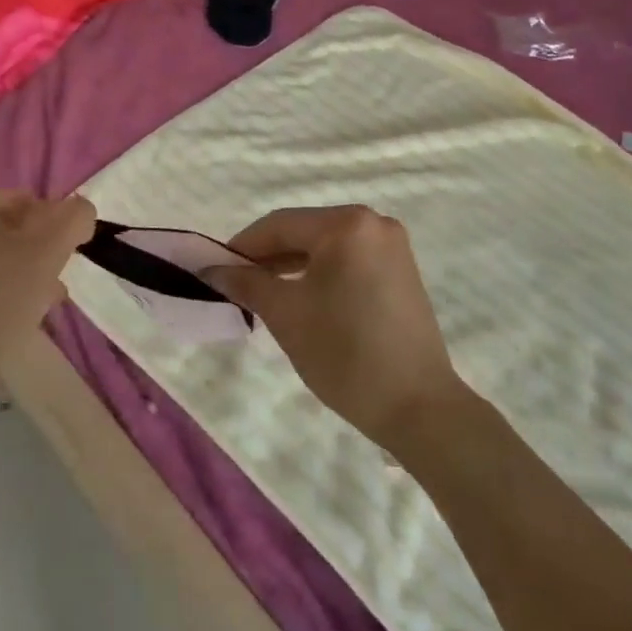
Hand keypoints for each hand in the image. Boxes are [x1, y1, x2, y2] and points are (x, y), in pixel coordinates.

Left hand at [0, 191, 95, 392]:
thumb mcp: (48, 251)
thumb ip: (74, 219)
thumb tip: (82, 210)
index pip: (25, 200)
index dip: (55, 224)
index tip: (69, 255)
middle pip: (10, 229)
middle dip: (41, 252)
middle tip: (60, 280)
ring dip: (27, 273)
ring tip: (48, 301)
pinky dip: (3, 292)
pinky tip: (22, 317)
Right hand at [208, 205, 461, 449]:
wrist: (419, 408)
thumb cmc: (345, 353)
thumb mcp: (286, 314)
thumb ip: (246, 283)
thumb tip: (212, 269)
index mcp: (346, 224)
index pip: (279, 224)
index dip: (242, 246)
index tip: (215, 270)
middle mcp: (374, 223)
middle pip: (304, 231)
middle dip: (267, 256)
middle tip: (236, 285)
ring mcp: (392, 247)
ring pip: (326, 247)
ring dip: (292, 266)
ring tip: (263, 294)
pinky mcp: (401, 271)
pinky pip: (348, 260)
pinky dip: (320, 274)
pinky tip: (302, 298)